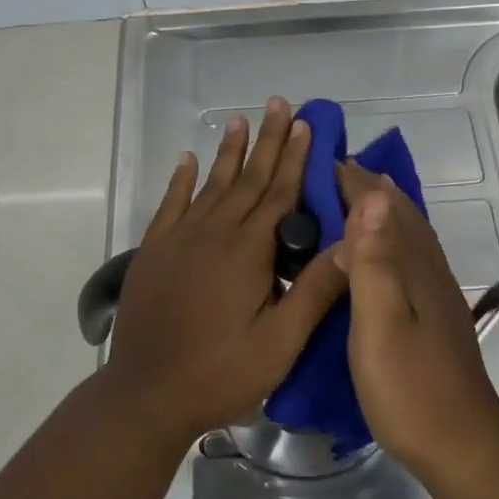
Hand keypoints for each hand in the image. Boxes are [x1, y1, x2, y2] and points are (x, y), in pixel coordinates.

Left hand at [103, 97, 348, 441]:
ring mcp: (179, 239)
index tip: (305, 124)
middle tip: (279, 104)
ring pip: (211, 184)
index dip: (295, 157)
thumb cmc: (220, 373)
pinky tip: (187, 160)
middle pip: (248, 178)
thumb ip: (314, 290)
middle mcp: (213, 232)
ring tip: (240, 119)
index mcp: (247, 251)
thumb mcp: (280, 343)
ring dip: (229, 152)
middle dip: (267, 140)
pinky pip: (170, 204)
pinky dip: (180, 180)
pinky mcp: (153, 252)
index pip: (279, 193)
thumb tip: (353, 243)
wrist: (145, 394)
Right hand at [333, 163, 498, 476]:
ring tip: (348, 199)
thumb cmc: (410, 388)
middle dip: (366, 187)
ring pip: (408, 233)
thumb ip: (376, 261)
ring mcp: (435, 291)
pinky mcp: (433, 312)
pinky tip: (377, 253)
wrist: (460, 444)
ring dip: (380, 209)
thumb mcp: (381, 324)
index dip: (352, 180)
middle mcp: (428, 268)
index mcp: (413, 265)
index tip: (318, 159)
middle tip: (326, 173)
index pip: (382, 206)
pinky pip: (409, 256)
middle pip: (399, 213)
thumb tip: (374, 196)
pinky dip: (390, 238)